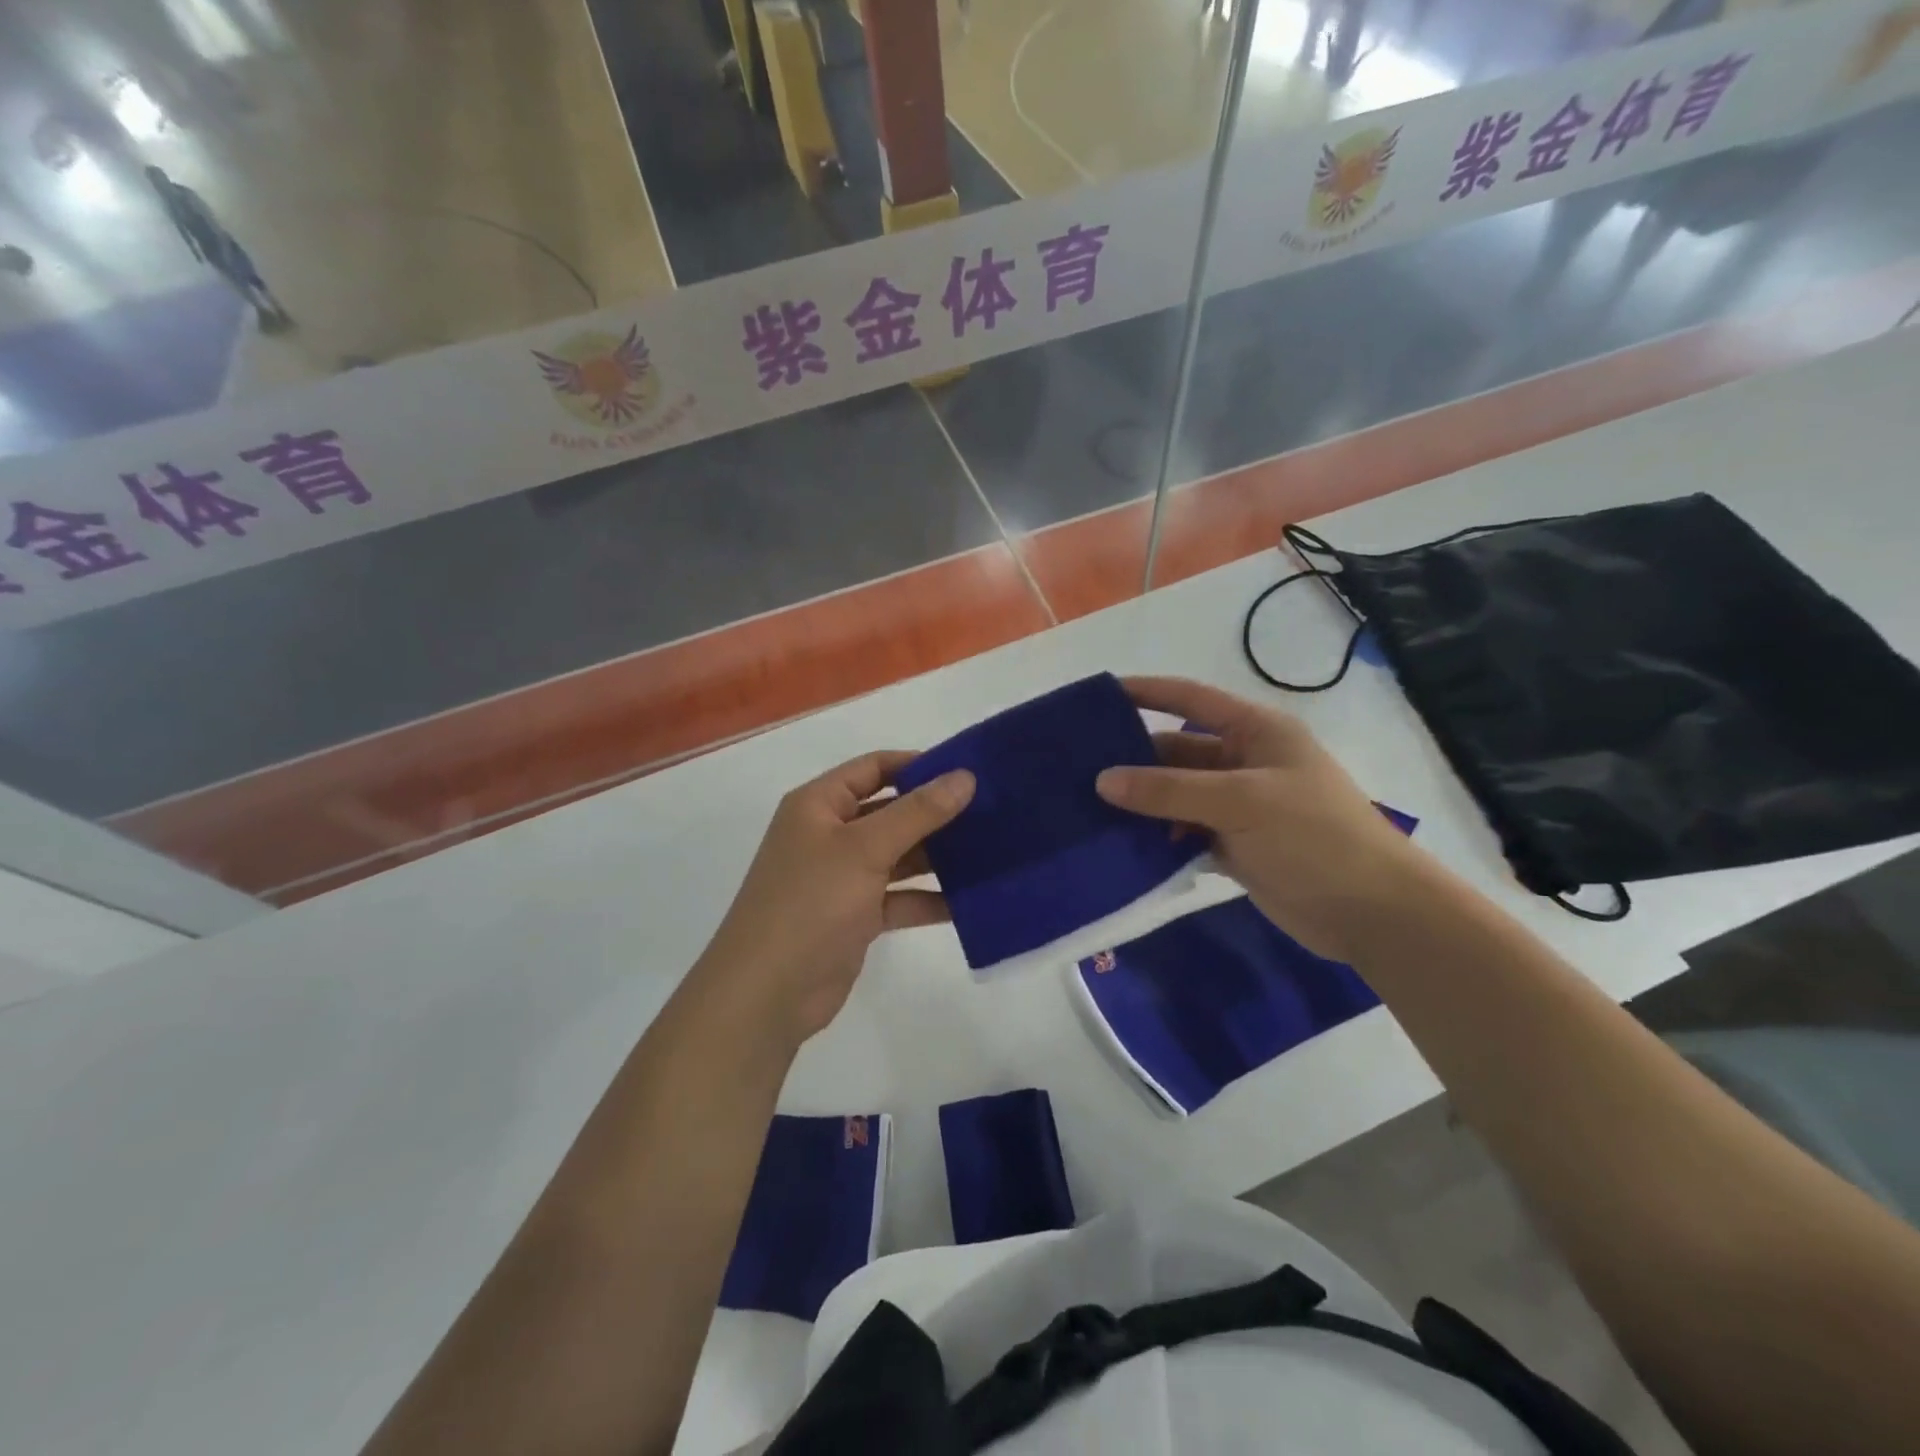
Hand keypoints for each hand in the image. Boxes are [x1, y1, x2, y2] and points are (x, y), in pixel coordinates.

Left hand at [696, 751, 974, 1043]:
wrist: (767, 993)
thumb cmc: (810, 903)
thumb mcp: (865, 849)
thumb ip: (918, 812)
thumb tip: (964, 776)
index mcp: (819, 805)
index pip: (873, 768)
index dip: (917, 765)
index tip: (966, 772)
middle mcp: (829, 835)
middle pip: (890, 811)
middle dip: (935, 813)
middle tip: (991, 812)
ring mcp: (842, 878)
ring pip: (898, 856)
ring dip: (937, 857)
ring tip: (991, 852)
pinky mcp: (855, 917)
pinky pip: (898, 898)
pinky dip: (928, 898)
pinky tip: (969, 901)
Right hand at [1095, 677, 1428, 962]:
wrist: (1372, 912)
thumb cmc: (1313, 837)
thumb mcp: (1240, 802)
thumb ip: (1169, 790)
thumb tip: (1103, 781)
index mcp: (1256, 732)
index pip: (1191, 700)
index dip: (1148, 692)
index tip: (1102, 696)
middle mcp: (1245, 762)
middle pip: (1177, 752)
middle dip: (1135, 760)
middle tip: (1079, 770)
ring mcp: (1239, 807)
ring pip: (1177, 796)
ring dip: (1143, 803)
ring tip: (1091, 810)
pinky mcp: (1235, 845)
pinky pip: (1184, 831)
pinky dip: (1159, 838)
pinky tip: (1125, 846)